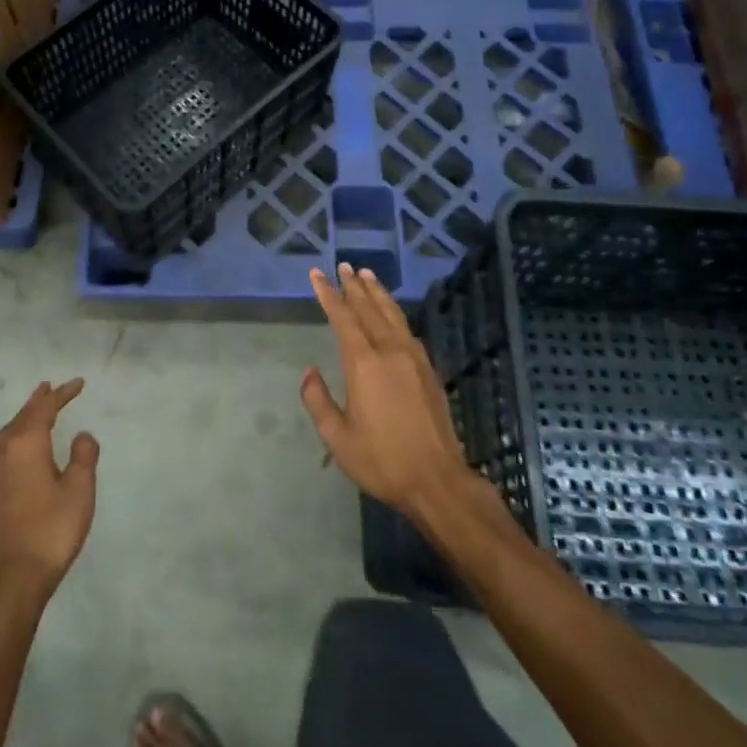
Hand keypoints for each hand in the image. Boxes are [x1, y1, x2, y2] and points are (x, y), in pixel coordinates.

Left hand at [0, 379, 98, 598]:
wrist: (14, 577)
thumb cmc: (52, 529)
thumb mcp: (79, 490)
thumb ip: (84, 456)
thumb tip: (82, 435)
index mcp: (27, 445)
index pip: (44, 409)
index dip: (62, 394)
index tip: (78, 383)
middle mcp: (5, 452)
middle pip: (23, 417)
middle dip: (39, 401)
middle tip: (52, 388)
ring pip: (9, 433)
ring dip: (24, 417)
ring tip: (35, 410)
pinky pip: (3, 449)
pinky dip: (15, 436)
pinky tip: (20, 447)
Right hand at [302, 264, 473, 518]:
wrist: (437, 481)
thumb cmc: (382, 460)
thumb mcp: (337, 437)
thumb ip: (318, 400)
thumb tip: (309, 372)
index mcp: (364, 363)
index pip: (342, 317)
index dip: (328, 294)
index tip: (317, 274)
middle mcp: (390, 351)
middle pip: (369, 309)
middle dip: (354, 286)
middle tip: (344, 266)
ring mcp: (414, 359)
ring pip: (393, 315)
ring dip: (378, 293)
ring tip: (367, 276)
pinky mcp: (429, 371)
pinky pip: (408, 330)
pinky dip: (395, 314)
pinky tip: (392, 315)